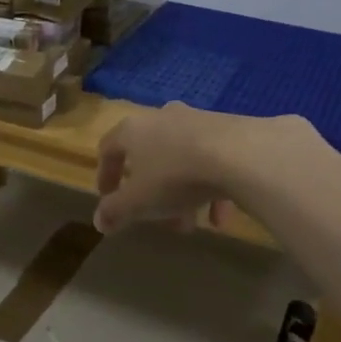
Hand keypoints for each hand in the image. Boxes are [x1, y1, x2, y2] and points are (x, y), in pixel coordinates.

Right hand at [94, 102, 252, 233]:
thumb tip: (99, 222)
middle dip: (150, 191)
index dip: (105, 175)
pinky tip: (221, 217)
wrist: (241, 155)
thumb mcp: (139, 201)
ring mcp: (197, 120)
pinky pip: (211, 160)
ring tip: (191, 224)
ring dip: (181, 194)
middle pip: (148, 155)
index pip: (108, 148)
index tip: (108, 199)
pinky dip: (210, 187)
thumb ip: (115, 212)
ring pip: (181, 159)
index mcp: (133, 129)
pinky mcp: (229, 129)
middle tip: (155, 218)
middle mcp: (162, 118)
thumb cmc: (176, 176)